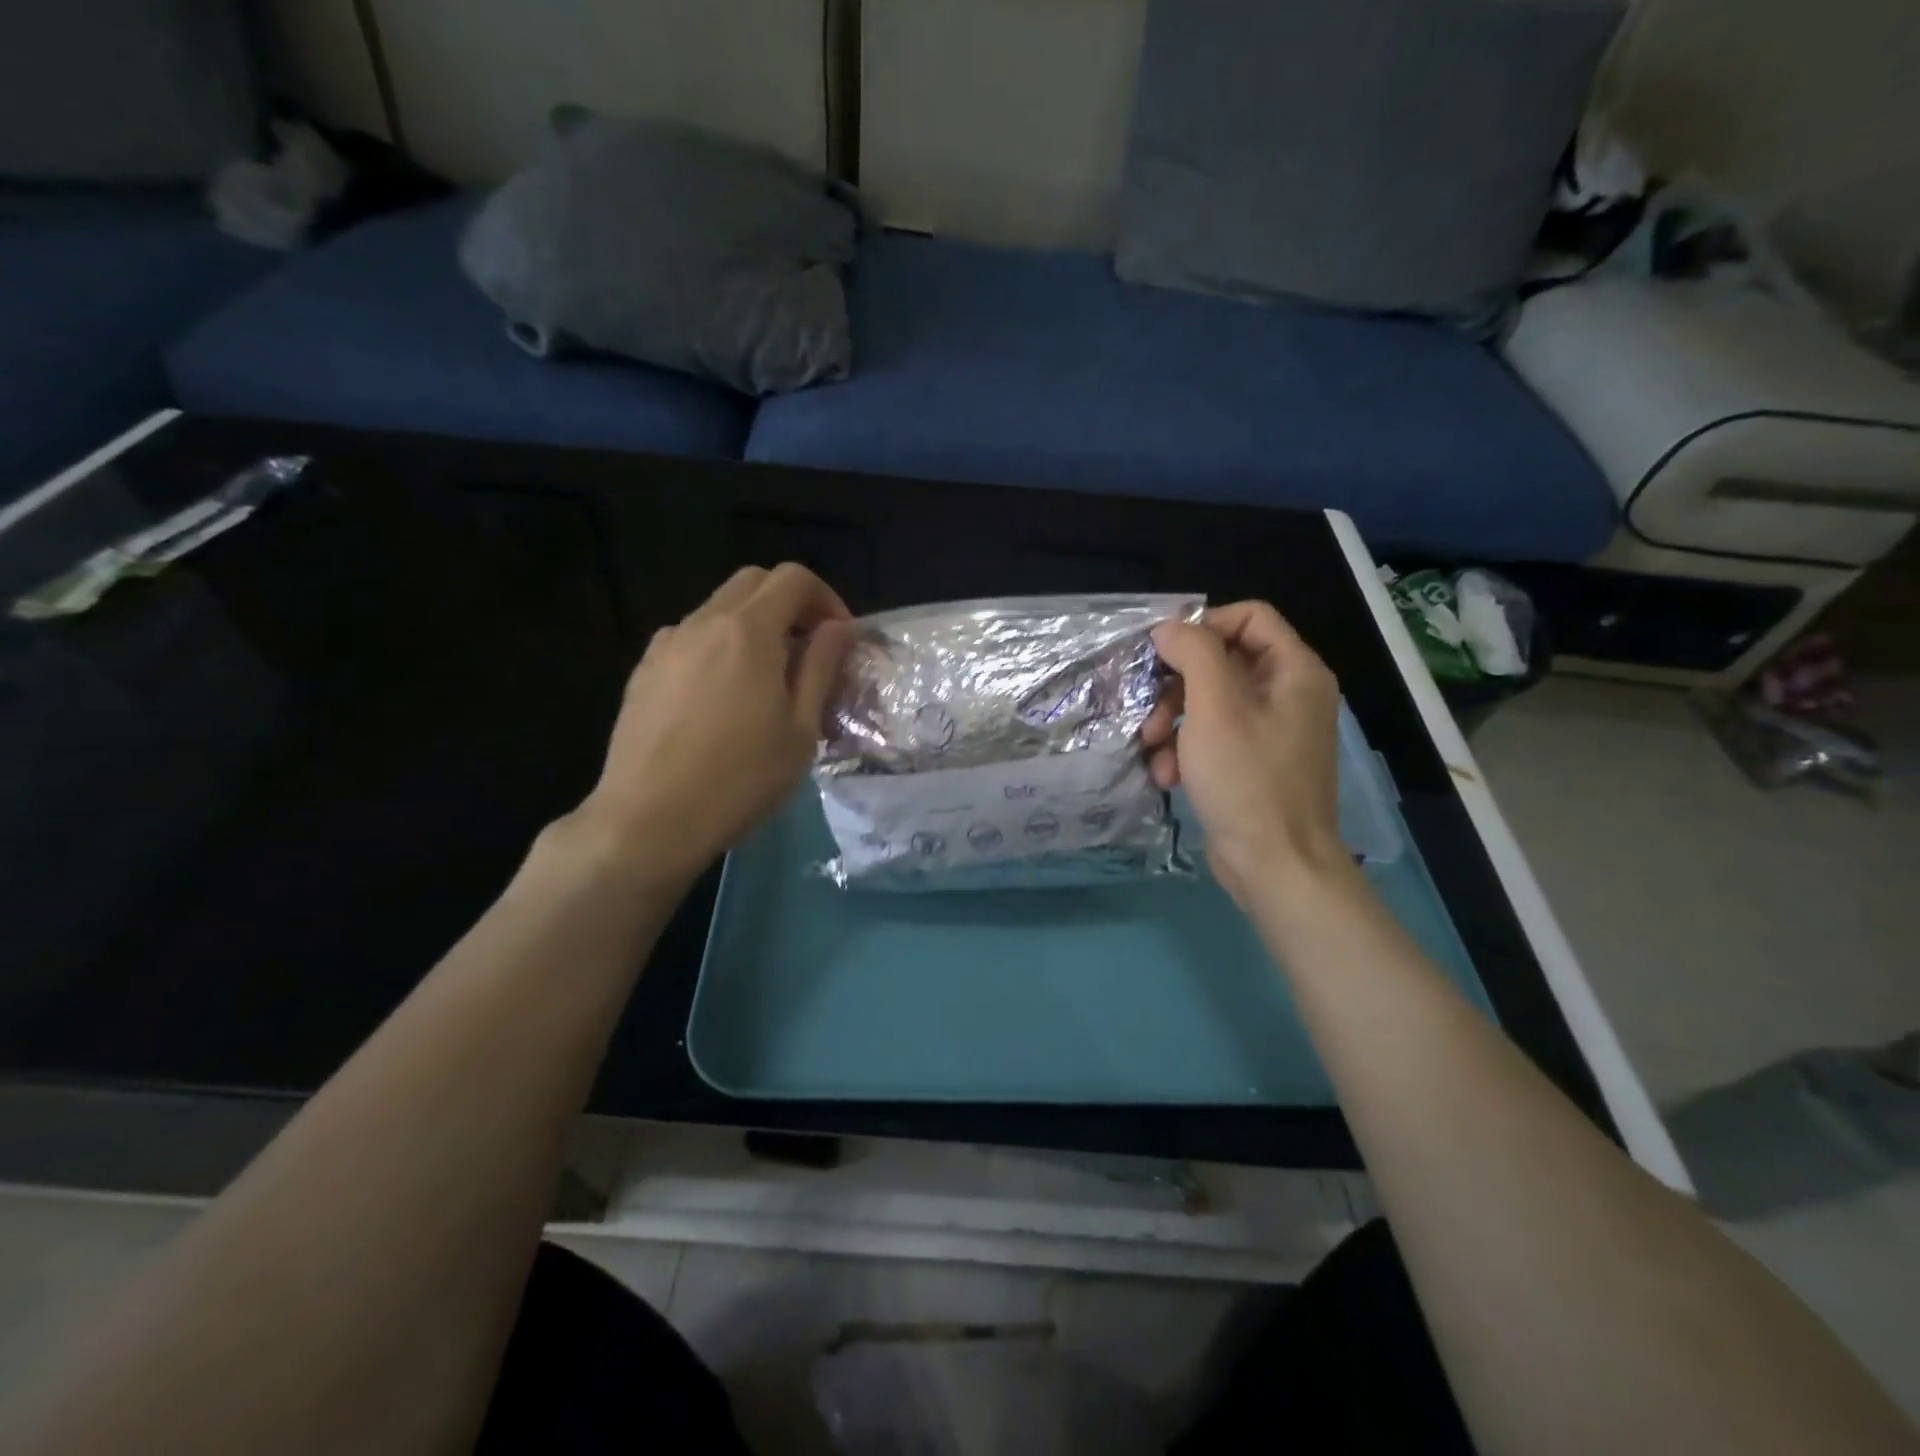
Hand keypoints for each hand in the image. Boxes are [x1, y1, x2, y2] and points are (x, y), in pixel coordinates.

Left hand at [575, 564, 852, 881]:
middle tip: (808, 649)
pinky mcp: (643, 670)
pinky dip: (719, 647)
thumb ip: (820, 667)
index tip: (839, 637)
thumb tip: (837, 628)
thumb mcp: (800, 729)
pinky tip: (723, 697)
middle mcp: (702, 622)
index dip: (826, 598)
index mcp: (747, 631)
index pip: (793, 578)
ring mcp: (666, 644)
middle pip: (753, 582)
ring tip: (766, 678)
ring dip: (753, 625)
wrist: (648, 819)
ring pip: (719, 609)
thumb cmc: (739, 778)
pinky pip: (691, 638)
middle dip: (789, 603)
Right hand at [1143, 602, 1353, 911]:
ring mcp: (1270, 732)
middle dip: (1176, 686)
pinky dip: (1185, 752)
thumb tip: (1169, 629)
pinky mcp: (1251, 764)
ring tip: (1151, 750)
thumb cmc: (1247, 779)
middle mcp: (1287, 695)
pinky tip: (1166, 777)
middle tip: (1149, 713)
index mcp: (1294, 671)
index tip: (1163, 652)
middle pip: (1222, 662)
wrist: (1276, 865)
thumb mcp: (1214, 707)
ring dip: (1171, 722)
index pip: (1249, 617)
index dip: (1203, 626)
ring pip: (1209, 703)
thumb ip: (1193, 653)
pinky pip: (1212, 738)